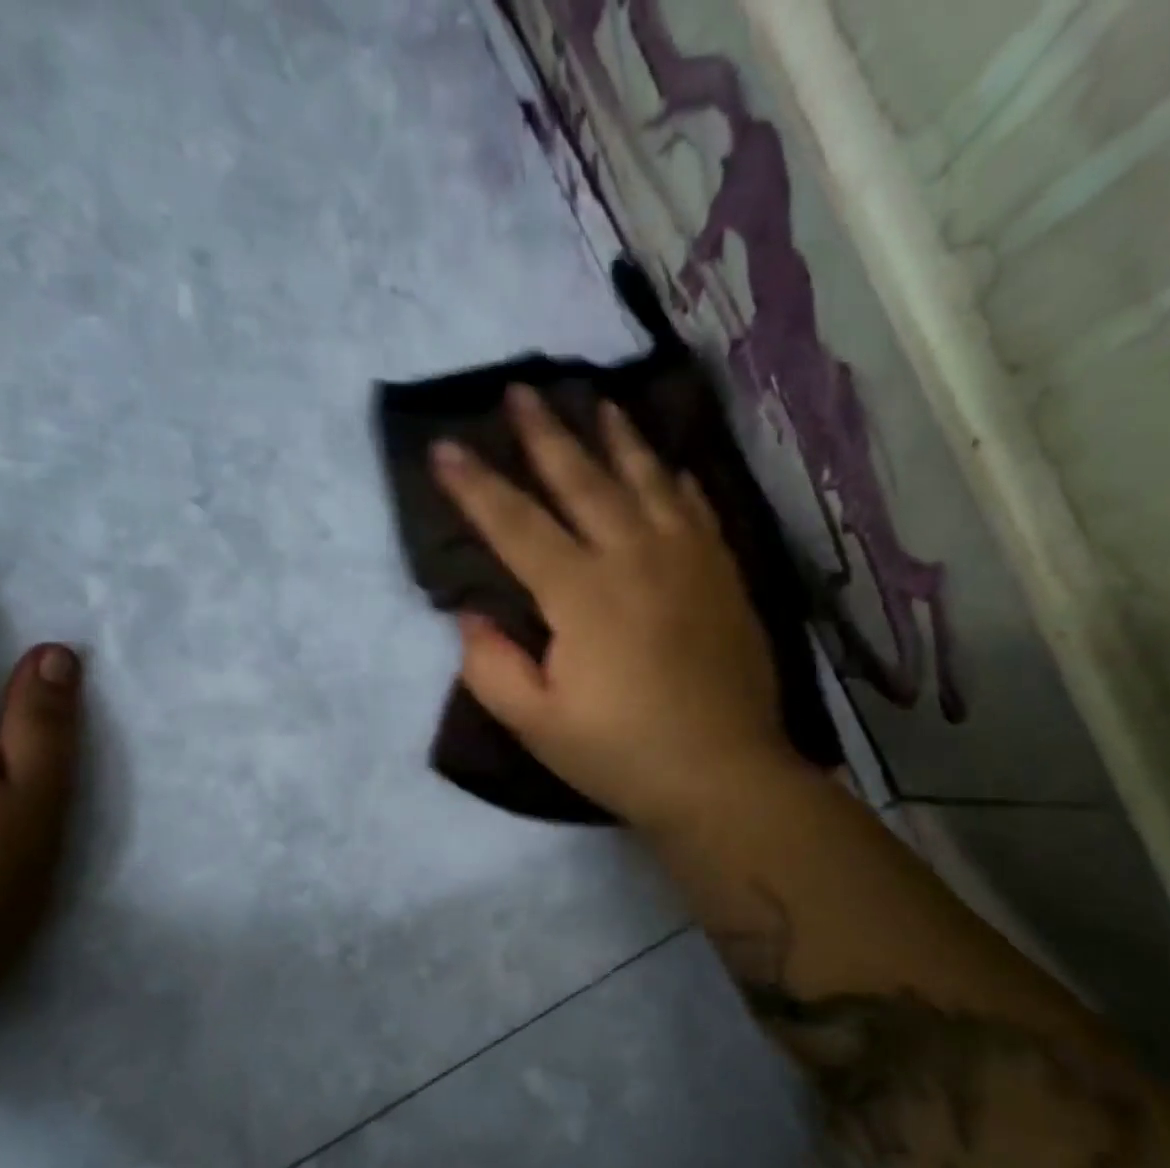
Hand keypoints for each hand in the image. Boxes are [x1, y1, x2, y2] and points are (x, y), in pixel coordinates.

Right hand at [432, 385, 785, 830]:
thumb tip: (470, 616)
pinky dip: (676, 481)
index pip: (516, 525)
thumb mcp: (537, 724)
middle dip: (546, 434)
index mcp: (581, 594)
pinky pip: (696, 509)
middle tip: (522, 391)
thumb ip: (491, 667)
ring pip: (646, 480)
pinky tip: (669, 467)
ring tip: (599, 402)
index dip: (476, 486)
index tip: (445, 447)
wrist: (724, 775)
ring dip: (617, 438)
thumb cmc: (621, 754)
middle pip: (583, 480)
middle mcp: (634, 557)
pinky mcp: (723, 575)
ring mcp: (687, 561)